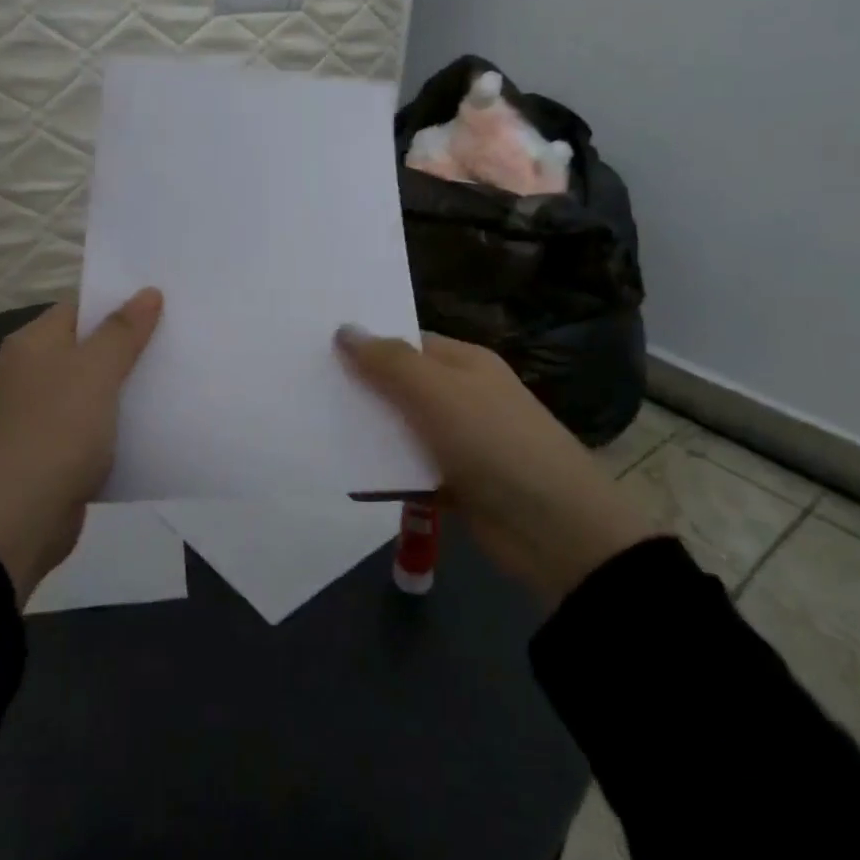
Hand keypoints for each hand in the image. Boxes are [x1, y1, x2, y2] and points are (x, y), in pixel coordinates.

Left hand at [0, 291, 162, 604]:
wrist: (21, 516)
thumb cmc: (57, 428)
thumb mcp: (95, 370)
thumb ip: (123, 330)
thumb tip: (148, 292)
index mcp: (33, 344)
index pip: (79, 308)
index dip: (118, 303)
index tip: (162, 304)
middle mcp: (33, 373)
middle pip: (88, 347)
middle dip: (130, 345)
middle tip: (177, 338)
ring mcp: (42, 414)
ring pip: (95, 387)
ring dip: (128, 386)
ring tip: (175, 376)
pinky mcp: (56, 449)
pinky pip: (95, 424)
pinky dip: (120, 422)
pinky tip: (155, 422)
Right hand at [336, 327, 653, 607]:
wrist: (555, 530)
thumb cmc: (495, 443)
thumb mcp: (438, 393)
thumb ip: (389, 362)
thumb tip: (345, 329)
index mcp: (465, 364)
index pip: (407, 342)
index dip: (366, 343)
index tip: (318, 348)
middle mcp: (462, 397)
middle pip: (400, 387)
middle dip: (360, 390)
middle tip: (304, 389)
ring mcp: (460, 443)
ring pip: (402, 432)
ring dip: (368, 435)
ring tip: (312, 430)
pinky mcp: (456, 485)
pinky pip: (410, 473)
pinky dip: (385, 476)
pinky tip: (346, 476)